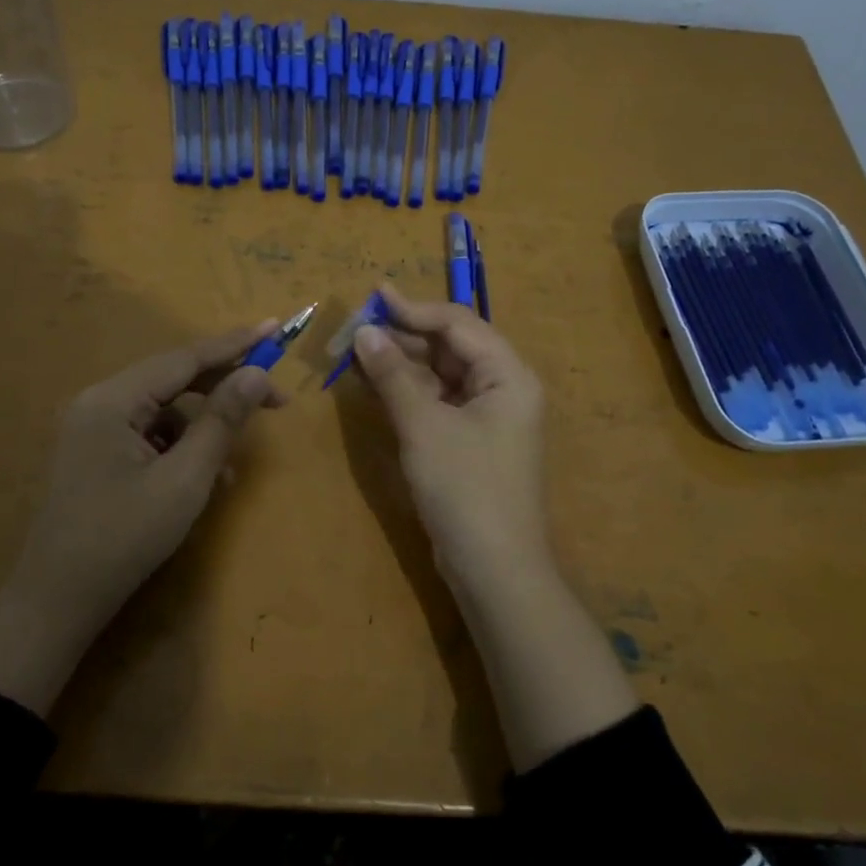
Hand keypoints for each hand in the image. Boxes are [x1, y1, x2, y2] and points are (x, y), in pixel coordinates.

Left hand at [0, 321, 284, 711]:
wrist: (57, 602)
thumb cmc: (124, 538)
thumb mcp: (185, 479)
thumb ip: (222, 421)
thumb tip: (257, 374)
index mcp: (113, 400)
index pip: (184, 358)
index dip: (234, 344)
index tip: (276, 328)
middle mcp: (99, 403)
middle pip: (173, 380)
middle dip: (224, 390)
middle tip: (275, 401)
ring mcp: (93, 430)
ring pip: (164, 411)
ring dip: (203, 429)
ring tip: (230, 468)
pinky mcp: (96, 455)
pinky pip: (149, 436)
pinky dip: (180, 450)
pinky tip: (200, 480)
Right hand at [350, 285, 549, 585]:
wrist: (494, 569)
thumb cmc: (465, 488)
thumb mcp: (424, 426)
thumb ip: (393, 374)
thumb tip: (364, 331)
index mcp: (508, 375)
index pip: (458, 324)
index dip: (414, 309)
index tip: (373, 296)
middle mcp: (503, 388)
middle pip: (451, 347)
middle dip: (404, 336)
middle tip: (357, 329)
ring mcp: (488, 417)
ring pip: (441, 375)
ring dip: (402, 363)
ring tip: (357, 352)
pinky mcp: (471, 442)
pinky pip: (438, 402)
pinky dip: (408, 392)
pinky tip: (375, 384)